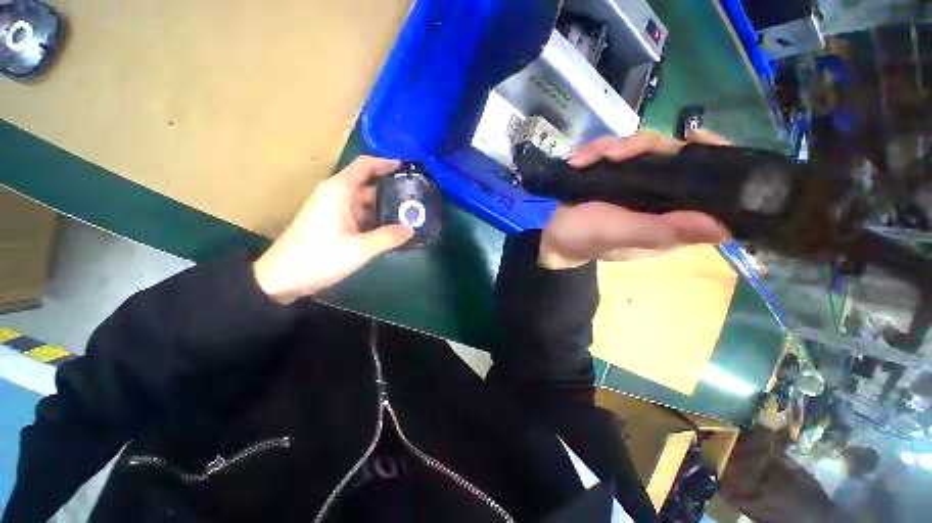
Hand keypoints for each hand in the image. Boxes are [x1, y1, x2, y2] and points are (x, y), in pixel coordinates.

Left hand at [254, 156, 413, 303]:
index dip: (387, 163)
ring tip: (412, 212)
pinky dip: (378, 218)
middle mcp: (338, 195)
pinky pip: (363, 215)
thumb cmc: (318, 257)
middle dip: (393, 188)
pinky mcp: (337, 223)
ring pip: (368, 201)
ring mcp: (337, 209)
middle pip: (370, 184)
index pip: (365, 165)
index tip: (409, 168)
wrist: (282, 278)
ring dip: (387, 206)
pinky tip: (394, 227)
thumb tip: (412, 229)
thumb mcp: (358, 249)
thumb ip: (388, 237)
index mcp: (340, 190)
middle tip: (418, 196)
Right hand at [538, 129, 732, 269]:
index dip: (711, 155)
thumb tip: (725, 228)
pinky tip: (578, 160)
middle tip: (613, 153)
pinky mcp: (610, 175)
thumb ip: (664, 231)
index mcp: (671, 214)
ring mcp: (633, 181)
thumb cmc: (585, 241)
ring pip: (638, 147)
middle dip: (641, 146)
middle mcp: (659, 194)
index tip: (694, 137)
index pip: (708, 182)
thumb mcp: (622, 236)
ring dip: (610, 147)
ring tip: (583, 159)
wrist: (551, 238)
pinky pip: (611, 150)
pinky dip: (593, 151)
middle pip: (669, 153)